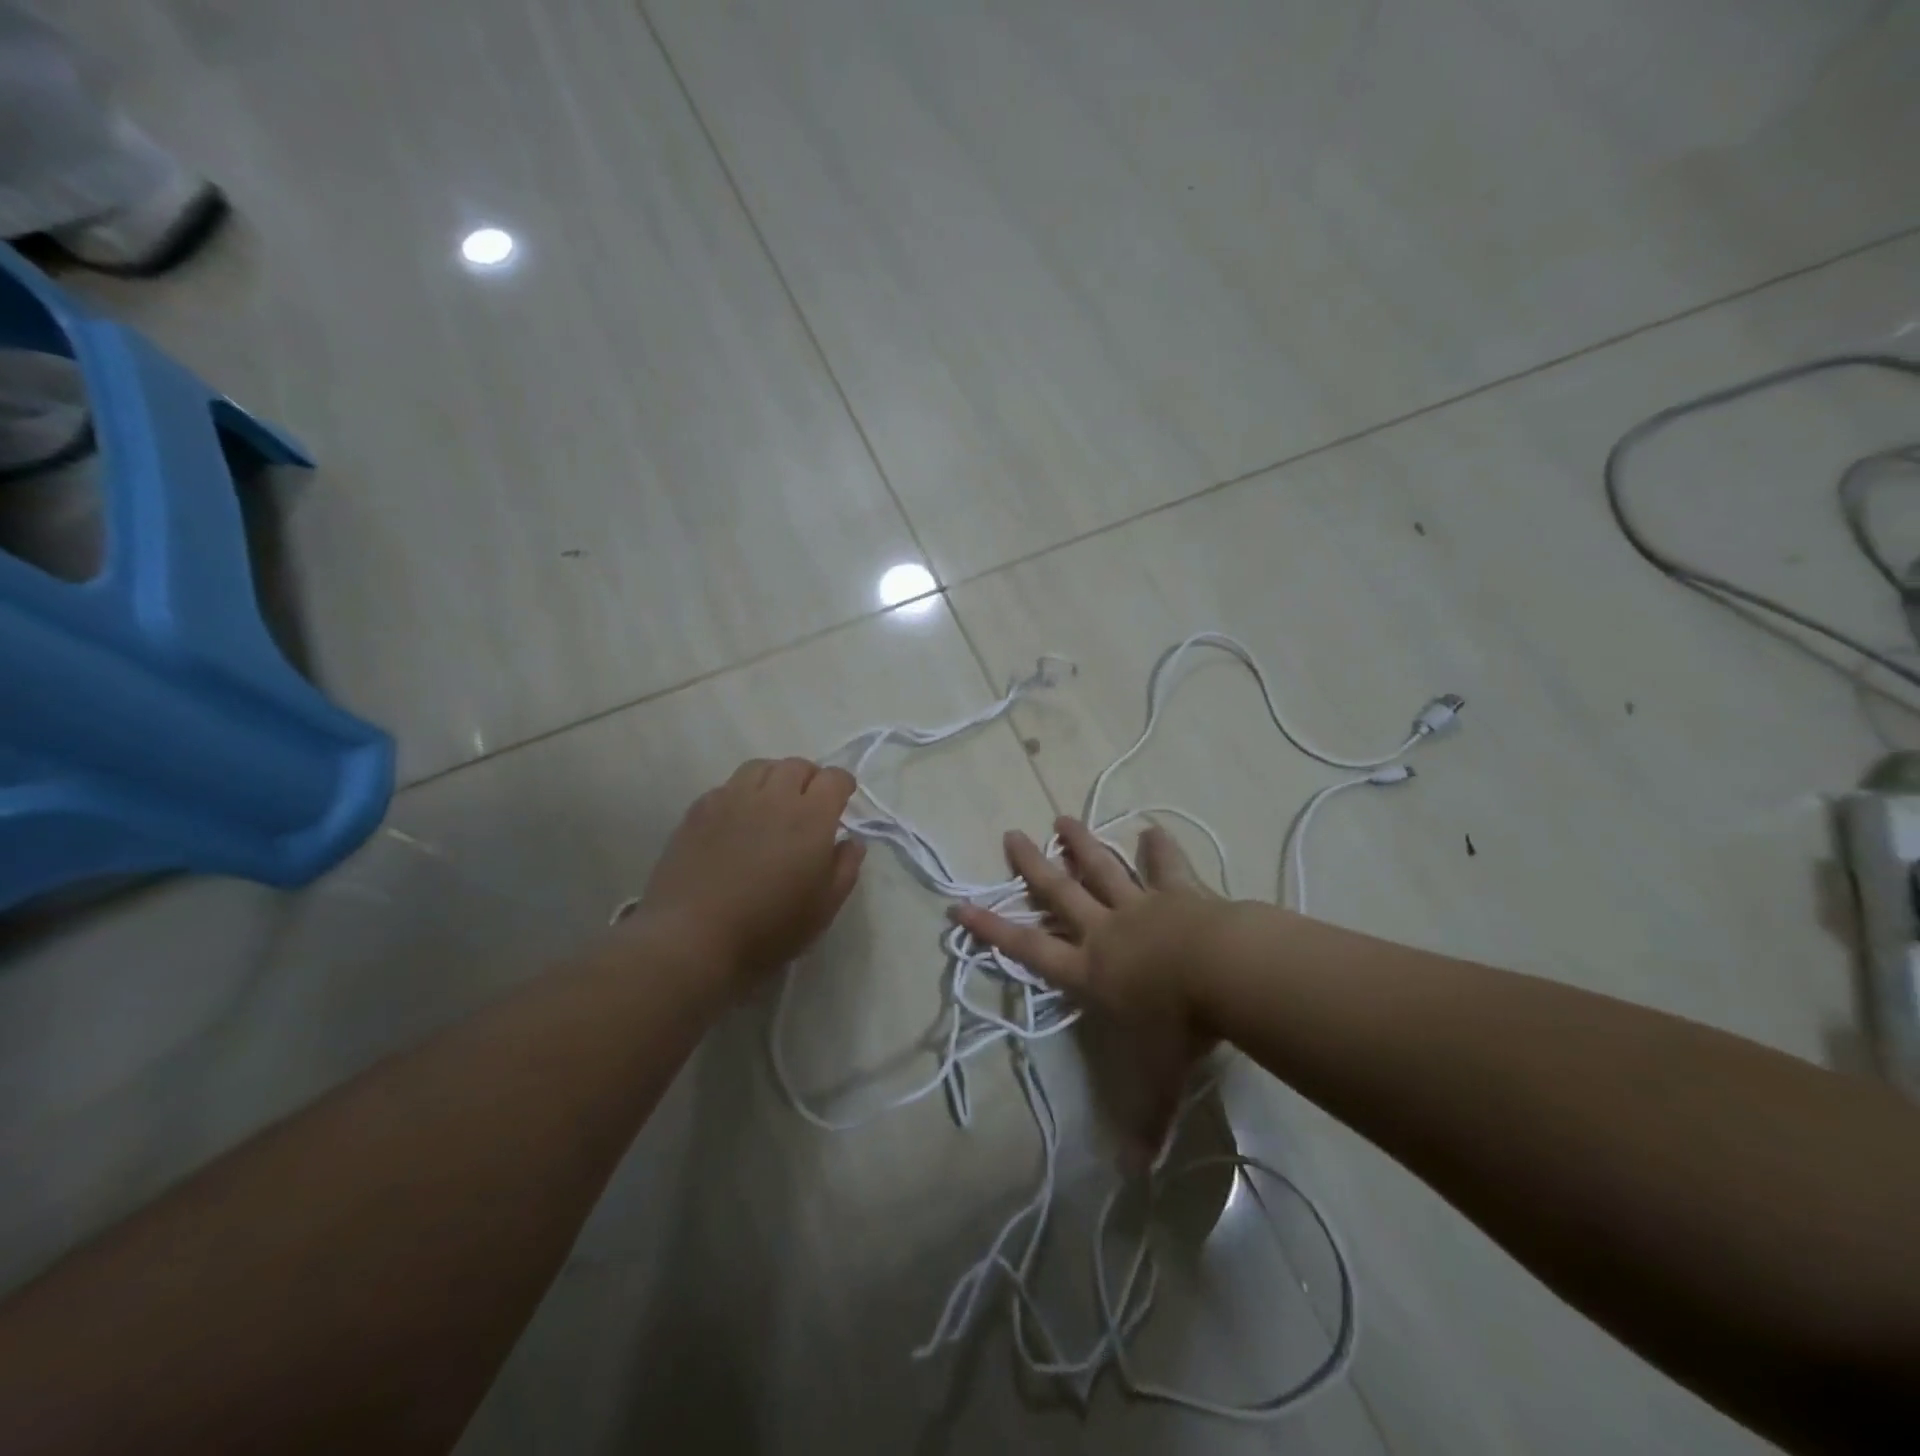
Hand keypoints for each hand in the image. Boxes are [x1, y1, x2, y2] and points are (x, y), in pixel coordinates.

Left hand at [637, 758, 865, 984]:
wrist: (691, 938)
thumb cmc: (768, 928)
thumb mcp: (823, 908)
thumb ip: (845, 868)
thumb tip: (851, 842)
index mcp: (810, 818)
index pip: (834, 778)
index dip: (842, 785)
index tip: (842, 801)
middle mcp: (773, 797)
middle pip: (797, 765)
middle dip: (810, 778)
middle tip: (809, 804)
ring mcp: (731, 799)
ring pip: (760, 767)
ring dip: (775, 778)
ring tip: (774, 803)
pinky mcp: (699, 810)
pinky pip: (728, 786)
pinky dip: (742, 793)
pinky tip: (738, 820)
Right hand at [951, 817, 1224, 1156]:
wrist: (1221, 973)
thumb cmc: (1178, 1026)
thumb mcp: (1157, 1080)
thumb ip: (1144, 1121)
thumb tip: (1136, 1175)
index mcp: (1090, 970)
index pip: (1029, 949)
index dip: (992, 929)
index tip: (960, 905)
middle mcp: (1107, 930)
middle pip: (1060, 893)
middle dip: (1033, 866)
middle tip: (1011, 834)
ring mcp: (1142, 906)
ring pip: (1103, 869)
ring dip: (1082, 845)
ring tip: (1063, 818)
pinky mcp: (1179, 893)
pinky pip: (1166, 867)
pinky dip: (1158, 848)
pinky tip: (1152, 829)